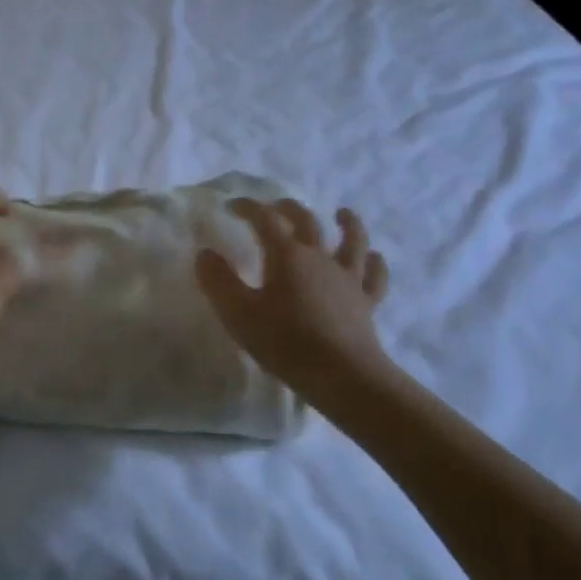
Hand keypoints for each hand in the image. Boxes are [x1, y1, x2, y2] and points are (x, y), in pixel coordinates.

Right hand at [195, 199, 394, 391]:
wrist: (341, 374)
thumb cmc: (284, 341)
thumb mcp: (238, 313)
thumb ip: (218, 280)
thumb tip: (206, 253)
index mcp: (287, 256)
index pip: (265, 220)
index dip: (248, 208)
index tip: (232, 206)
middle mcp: (320, 258)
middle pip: (307, 222)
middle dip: (289, 209)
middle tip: (277, 205)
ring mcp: (348, 278)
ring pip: (352, 241)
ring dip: (348, 223)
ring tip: (342, 213)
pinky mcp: (366, 302)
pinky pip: (374, 276)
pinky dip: (374, 263)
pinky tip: (374, 257)